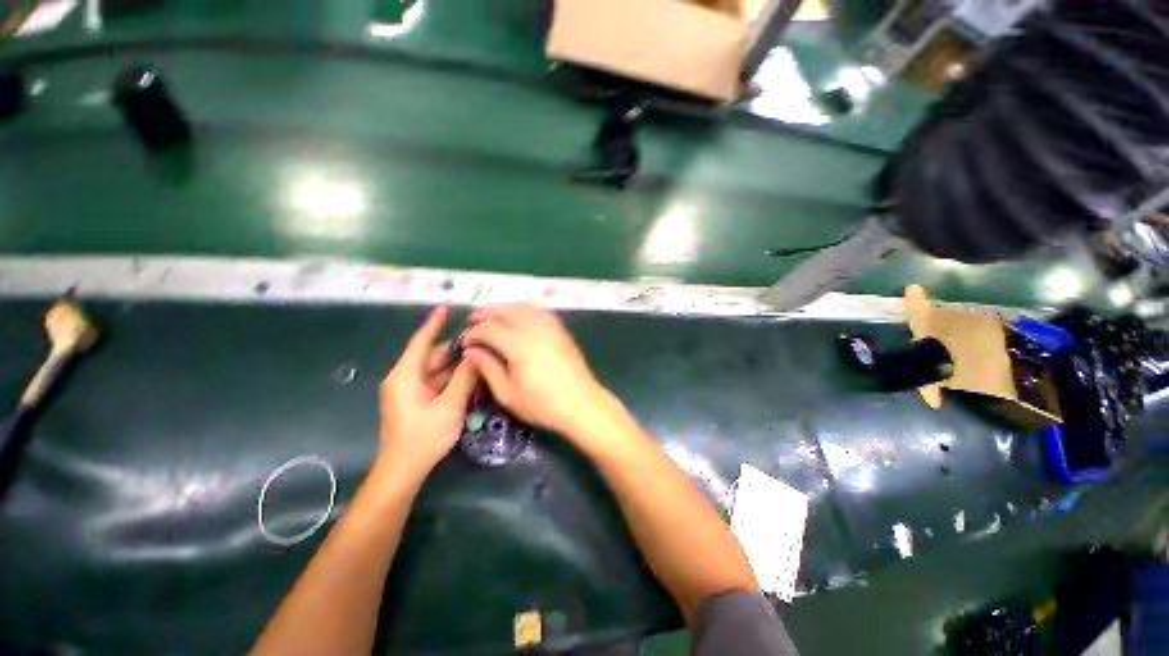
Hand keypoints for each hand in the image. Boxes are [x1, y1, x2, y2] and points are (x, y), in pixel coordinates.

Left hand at [378, 307, 476, 479]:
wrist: (404, 469)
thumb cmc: (424, 436)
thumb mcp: (450, 405)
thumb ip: (464, 377)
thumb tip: (476, 354)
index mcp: (405, 375)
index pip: (420, 341)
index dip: (434, 324)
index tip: (445, 308)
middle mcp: (404, 378)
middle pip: (431, 355)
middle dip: (454, 347)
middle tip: (478, 338)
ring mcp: (408, 390)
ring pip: (435, 368)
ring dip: (454, 363)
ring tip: (478, 354)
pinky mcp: (415, 400)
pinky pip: (435, 380)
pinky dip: (451, 376)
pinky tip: (469, 374)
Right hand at [461, 303, 620, 439]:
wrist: (582, 403)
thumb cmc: (543, 404)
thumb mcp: (508, 394)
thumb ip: (487, 368)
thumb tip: (470, 351)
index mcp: (517, 344)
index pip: (487, 328)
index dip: (472, 333)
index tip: (464, 343)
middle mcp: (533, 328)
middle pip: (504, 310)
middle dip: (484, 314)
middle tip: (472, 323)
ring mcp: (550, 326)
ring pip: (522, 306)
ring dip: (503, 308)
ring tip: (492, 317)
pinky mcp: (561, 329)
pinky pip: (539, 310)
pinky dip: (524, 309)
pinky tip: (519, 317)